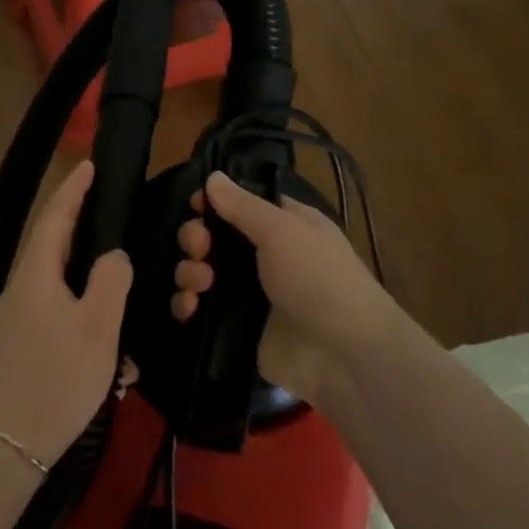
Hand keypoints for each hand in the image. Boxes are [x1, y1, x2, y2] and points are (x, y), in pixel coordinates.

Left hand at [0, 160, 133, 467]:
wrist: (4, 448)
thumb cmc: (56, 380)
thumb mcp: (97, 328)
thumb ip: (109, 282)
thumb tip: (112, 256)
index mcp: (35, 275)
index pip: (54, 217)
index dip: (73, 189)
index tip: (89, 165)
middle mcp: (17, 291)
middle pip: (53, 250)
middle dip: (84, 237)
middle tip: (114, 228)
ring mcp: (11, 323)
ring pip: (57, 291)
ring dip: (88, 295)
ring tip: (121, 311)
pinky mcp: (13, 350)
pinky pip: (52, 321)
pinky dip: (79, 325)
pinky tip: (103, 354)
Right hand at [172, 171, 402, 401]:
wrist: (342, 352)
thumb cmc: (318, 277)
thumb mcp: (282, 230)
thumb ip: (242, 205)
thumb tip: (212, 176)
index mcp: (282, 226)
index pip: (238, 205)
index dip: (213, 203)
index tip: (196, 206)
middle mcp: (263, 257)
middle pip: (212, 238)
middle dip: (196, 238)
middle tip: (199, 248)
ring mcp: (248, 295)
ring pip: (201, 273)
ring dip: (189, 272)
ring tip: (200, 282)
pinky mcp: (235, 328)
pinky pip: (199, 311)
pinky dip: (187, 305)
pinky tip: (190, 308)